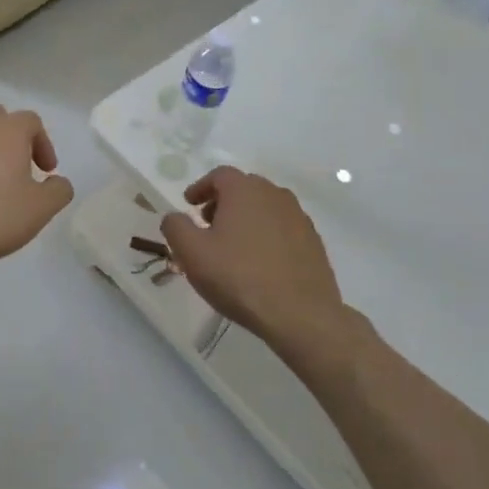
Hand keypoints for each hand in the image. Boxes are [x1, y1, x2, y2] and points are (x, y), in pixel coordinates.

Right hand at [161, 167, 354, 383]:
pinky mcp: (313, 241)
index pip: (219, 175)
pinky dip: (266, 235)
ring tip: (233, 245)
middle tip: (207, 225)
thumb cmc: (238, 277)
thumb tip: (174, 217)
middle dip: (222, 202)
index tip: (189, 204)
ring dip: (246, 218)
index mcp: (245, 190)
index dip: (200, 187)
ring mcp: (299, 217)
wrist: (300, 314)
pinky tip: (259, 261)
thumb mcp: (191, 253)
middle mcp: (275, 195)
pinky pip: (282, 228)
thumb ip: (175, 227)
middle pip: (244, 188)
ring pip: (265, 207)